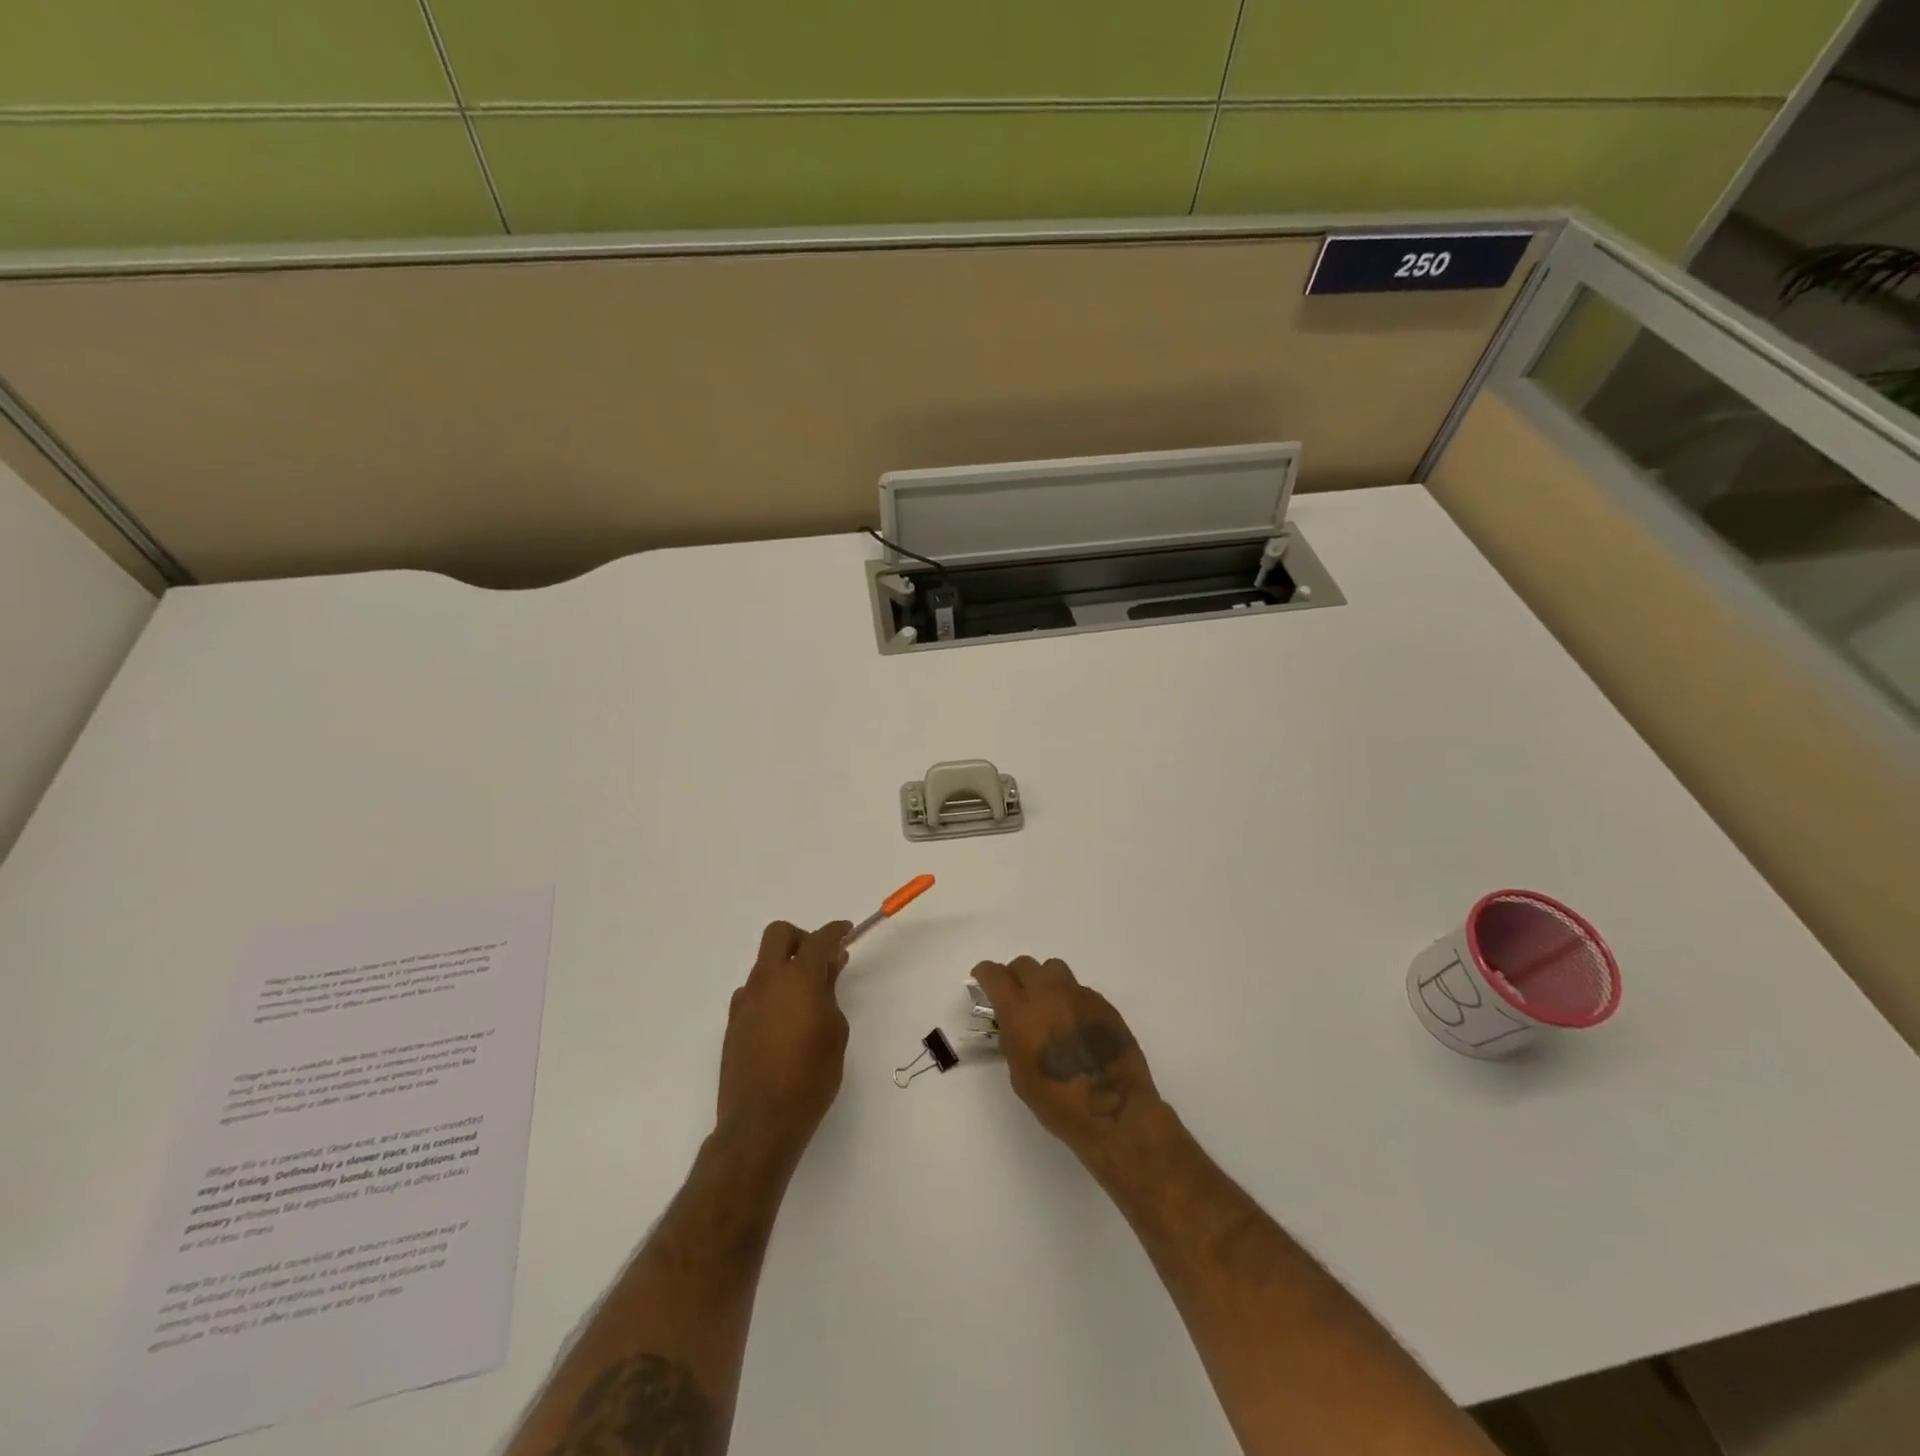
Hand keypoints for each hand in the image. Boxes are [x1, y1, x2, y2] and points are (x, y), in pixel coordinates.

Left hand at [716, 920, 851, 1161]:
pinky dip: (770, 993)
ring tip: (804, 1000)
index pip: (818, 939)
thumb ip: (830, 992)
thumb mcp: (835, 1031)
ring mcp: (745, 1002)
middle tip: (819, 961)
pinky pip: (754, 992)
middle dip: (801, 938)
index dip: (836, 931)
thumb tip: (829, 966)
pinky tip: (783, 1022)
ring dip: (784, 969)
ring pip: (764, 964)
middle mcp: (766, 981)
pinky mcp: (733, 1024)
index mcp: (797, 978)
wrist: (760, 1122)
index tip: (847, 932)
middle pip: (779, 934)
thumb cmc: (810, 1076)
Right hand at [972, 956, 1160, 1157]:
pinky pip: (1079, 990)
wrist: (1113, 1109)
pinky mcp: (1102, 1003)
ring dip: (1044, 981)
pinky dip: (1070, 1000)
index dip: (985, 973)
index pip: (995, 974)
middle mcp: (1048, 993)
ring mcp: (1078, 995)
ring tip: (1048, 1005)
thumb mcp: (1019, 1075)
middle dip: (1015, 977)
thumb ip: (1013, 1040)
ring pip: (1054, 969)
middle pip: (1024, 964)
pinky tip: (1075, 1025)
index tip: (982, 979)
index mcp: (1020, 1011)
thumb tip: (1016, 1026)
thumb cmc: (1058, 1102)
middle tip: (1016, 997)